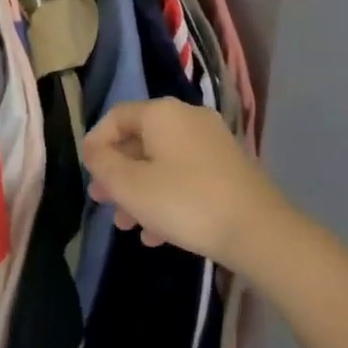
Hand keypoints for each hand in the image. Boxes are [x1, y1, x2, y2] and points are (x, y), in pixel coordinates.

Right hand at [84, 98, 293, 272]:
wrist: (259, 232)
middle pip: (140, 140)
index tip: (88, 173)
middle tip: (102, 201)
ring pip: (162, 162)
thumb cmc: (185, 202)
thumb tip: (93, 150)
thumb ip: (103, 164)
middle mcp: (187, 118)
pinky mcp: (228, 168)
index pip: (116, 117)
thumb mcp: (131, 186)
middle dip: (118, 173)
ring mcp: (212, 142)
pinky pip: (186, 175)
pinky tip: (157, 234)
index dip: (96, 143)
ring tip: (127, 224)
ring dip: (140, 190)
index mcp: (162, 113)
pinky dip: (167, 196)